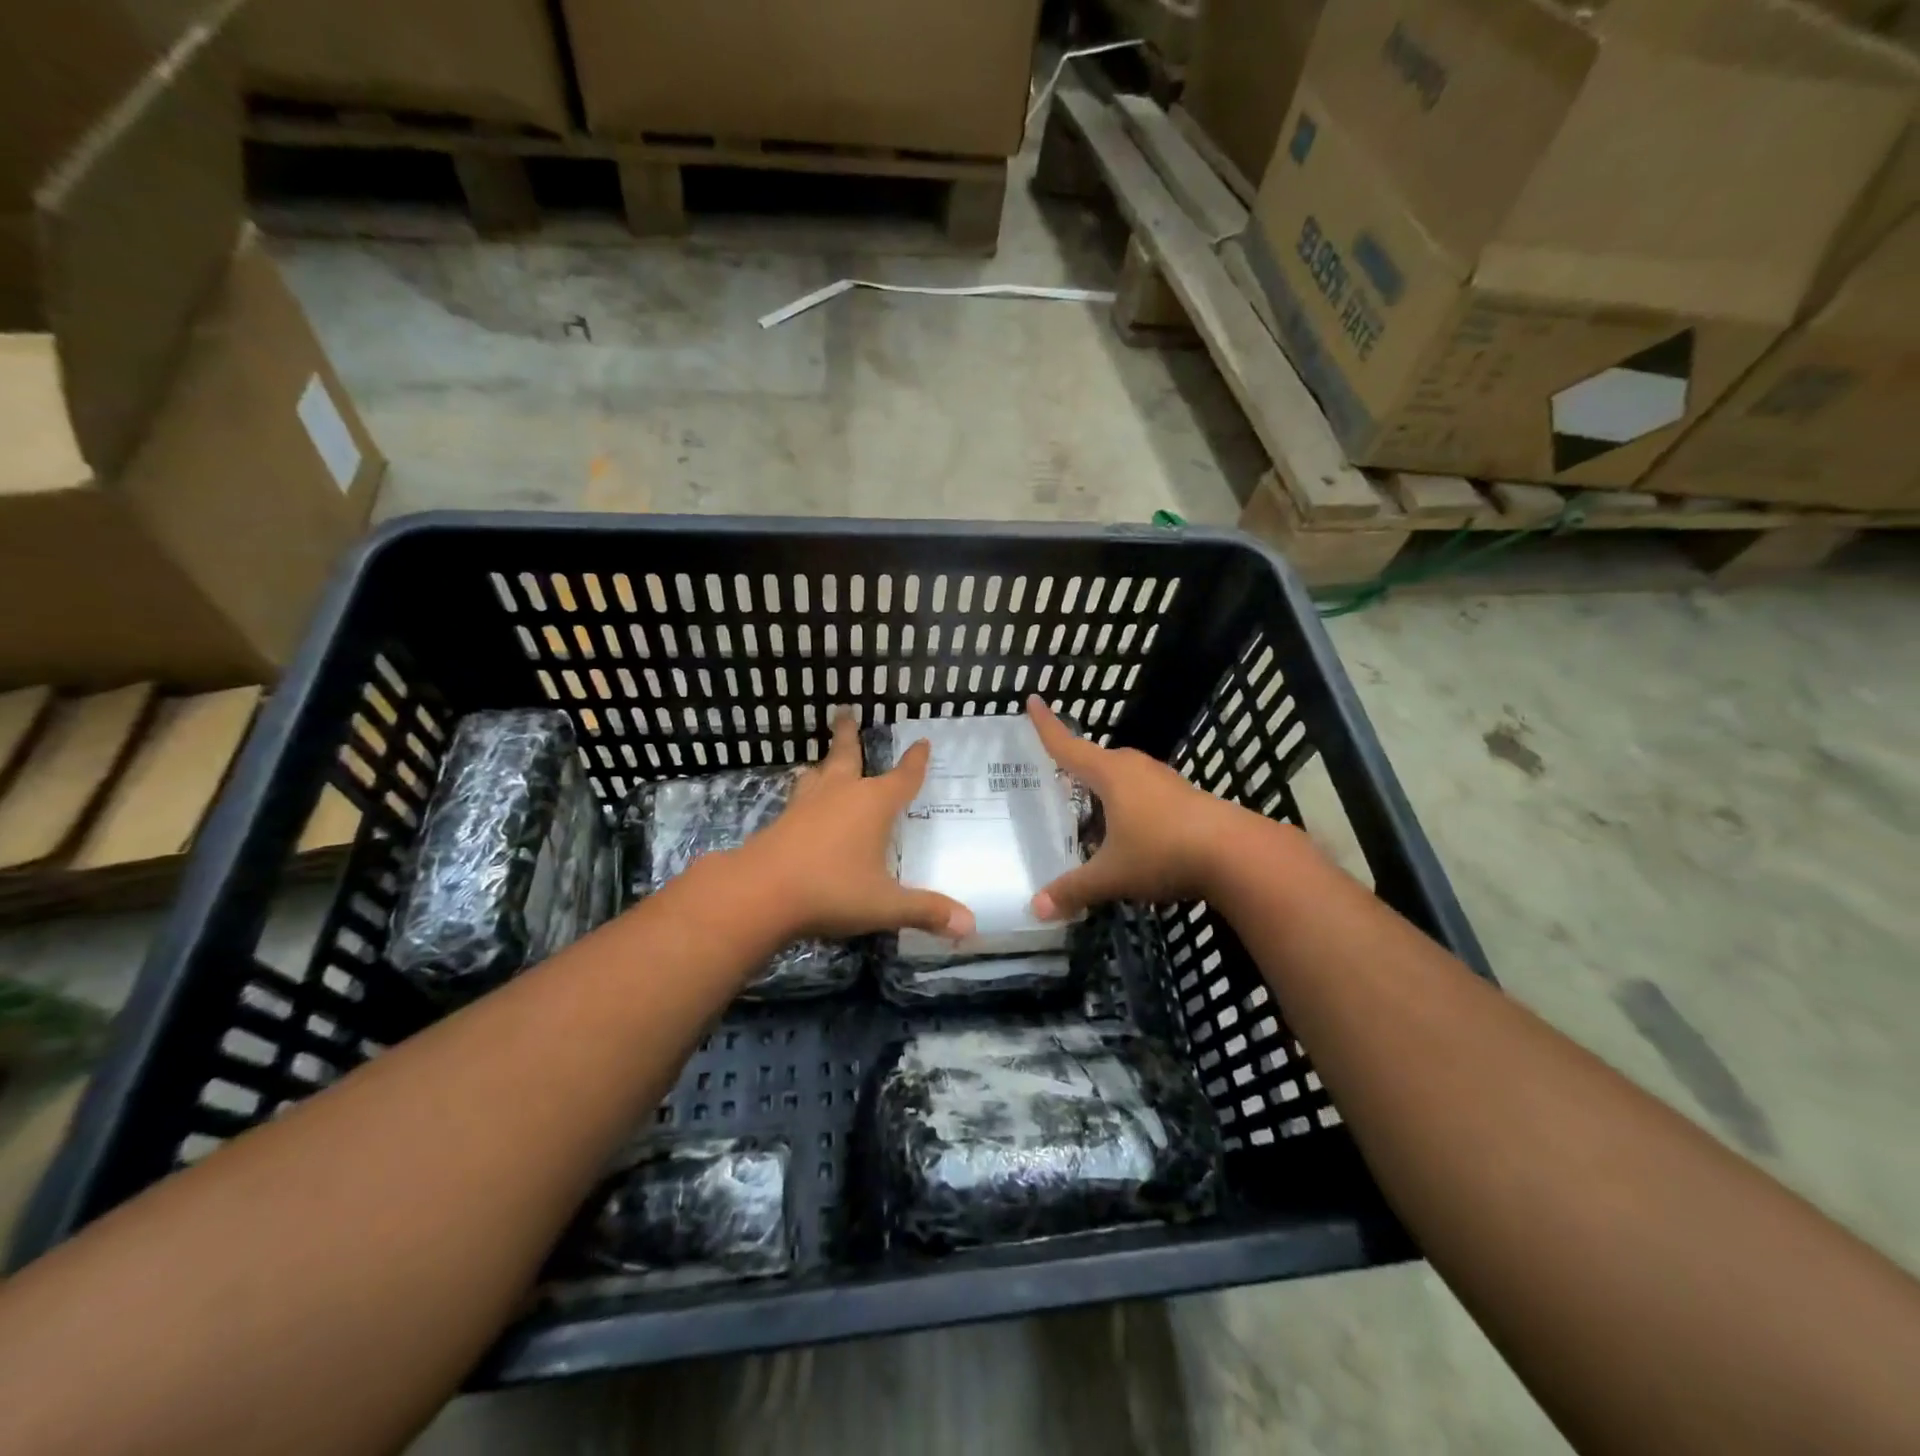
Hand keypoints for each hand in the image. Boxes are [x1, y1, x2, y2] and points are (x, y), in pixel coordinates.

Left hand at [739, 710, 975, 943]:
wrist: (760, 892)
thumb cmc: (832, 889)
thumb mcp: (885, 905)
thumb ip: (926, 911)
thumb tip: (970, 925)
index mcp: (873, 804)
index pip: (903, 777)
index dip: (915, 762)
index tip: (922, 742)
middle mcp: (841, 794)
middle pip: (847, 755)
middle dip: (849, 734)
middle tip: (845, 711)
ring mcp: (807, 804)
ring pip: (818, 774)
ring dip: (823, 764)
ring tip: (821, 762)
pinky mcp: (782, 821)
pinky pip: (798, 797)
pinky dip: (805, 792)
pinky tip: (801, 803)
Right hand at [1028, 695, 1252, 918]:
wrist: (1237, 854)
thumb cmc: (1163, 852)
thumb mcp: (1112, 875)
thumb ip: (1074, 889)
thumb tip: (1037, 908)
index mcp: (1110, 774)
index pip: (1067, 746)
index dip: (1046, 726)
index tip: (1032, 700)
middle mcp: (1135, 768)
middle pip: (1098, 761)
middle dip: (1077, 769)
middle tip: (1057, 783)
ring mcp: (1164, 780)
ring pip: (1125, 779)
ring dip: (1107, 793)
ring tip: (1092, 818)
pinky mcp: (1186, 797)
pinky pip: (1146, 794)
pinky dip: (1131, 808)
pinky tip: (1132, 835)